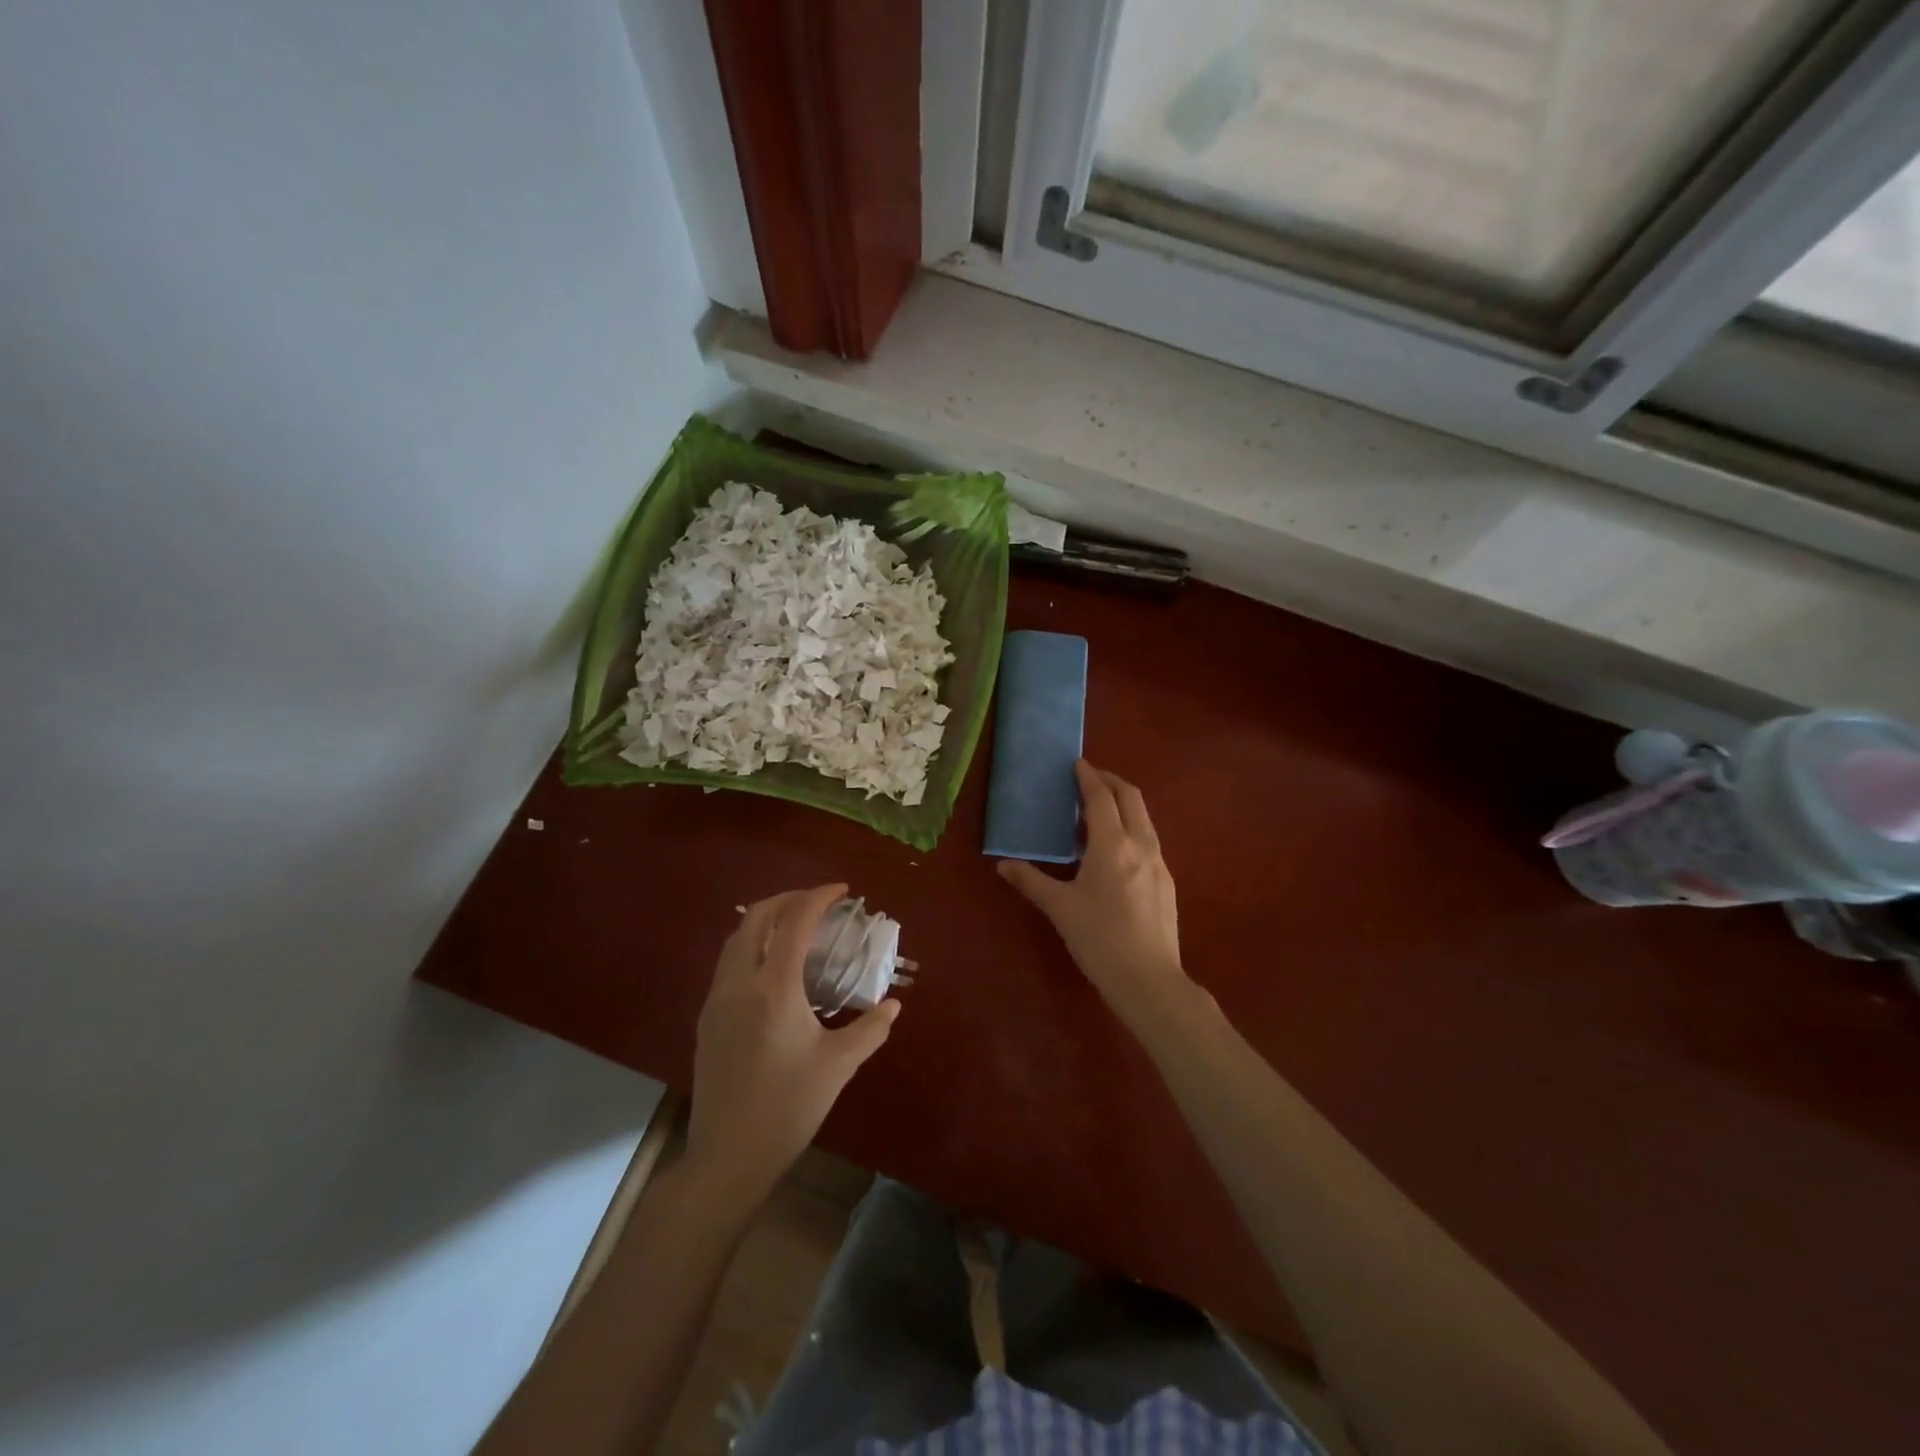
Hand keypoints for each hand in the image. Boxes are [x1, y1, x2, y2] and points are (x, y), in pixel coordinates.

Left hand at [683, 884, 899, 1208]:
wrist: (728, 1157)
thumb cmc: (789, 1108)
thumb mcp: (838, 1066)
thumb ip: (870, 1029)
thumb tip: (893, 1005)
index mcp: (774, 989)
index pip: (794, 922)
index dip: (818, 897)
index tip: (843, 890)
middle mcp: (740, 984)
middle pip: (756, 918)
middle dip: (788, 899)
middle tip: (819, 902)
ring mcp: (716, 1000)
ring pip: (736, 938)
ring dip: (765, 919)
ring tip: (796, 925)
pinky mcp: (706, 1019)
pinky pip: (727, 963)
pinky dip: (751, 944)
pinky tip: (772, 966)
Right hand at [998, 762, 1189, 1024]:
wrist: (1149, 980)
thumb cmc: (1099, 940)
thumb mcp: (1060, 908)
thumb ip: (1031, 881)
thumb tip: (1003, 865)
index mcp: (1112, 845)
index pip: (1101, 798)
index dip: (1089, 778)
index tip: (1077, 764)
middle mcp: (1141, 845)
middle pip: (1131, 798)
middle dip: (1111, 782)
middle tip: (1089, 778)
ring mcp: (1159, 863)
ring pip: (1144, 819)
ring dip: (1123, 805)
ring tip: (1098, 813)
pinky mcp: (1167, 882)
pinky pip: (1149, 840)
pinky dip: (1132, 828)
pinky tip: (1116, 851)